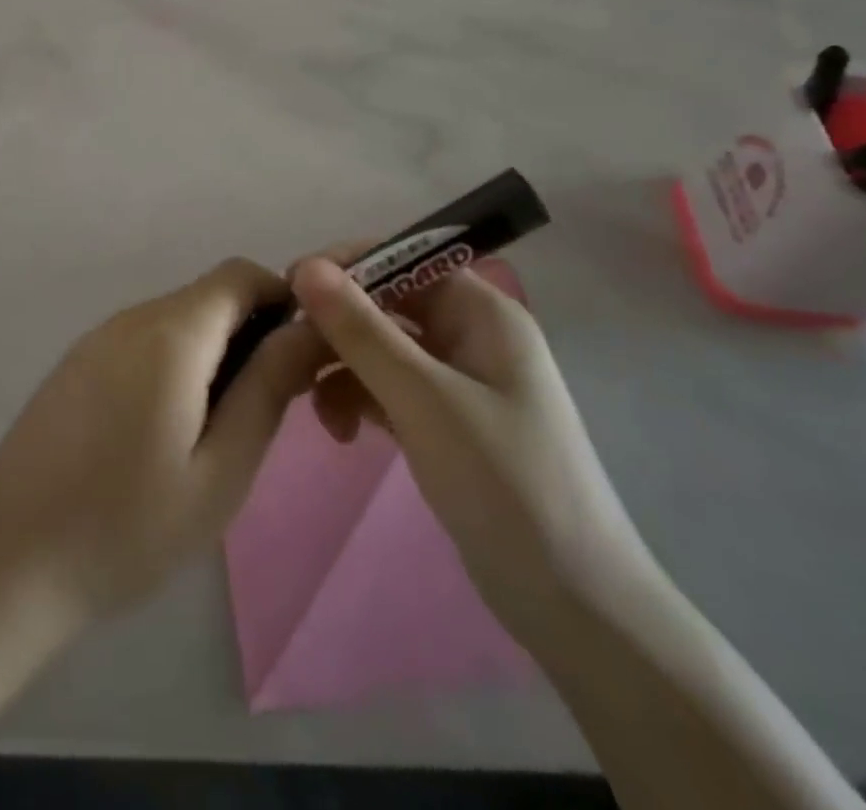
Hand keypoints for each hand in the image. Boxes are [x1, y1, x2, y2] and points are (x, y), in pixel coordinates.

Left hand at [0, 258, 325, 624]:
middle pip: (209, 297)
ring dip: (212, 354)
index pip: (241, 275)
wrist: (6, 560)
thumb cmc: (127, 526)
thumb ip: (268, 389)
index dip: (282, 301)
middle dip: (250, 335)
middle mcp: (131, 318)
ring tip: (216, 433)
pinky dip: (174, 365)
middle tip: (264, 411)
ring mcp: (96, 338)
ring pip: (177, 321)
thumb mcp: (220, 470)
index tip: (299, 360)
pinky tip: (164, 433)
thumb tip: (308, 330)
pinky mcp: (75, 364)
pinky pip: (142, 342)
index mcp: (171, 332)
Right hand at [293, 256, 651, 638]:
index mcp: (481, 311)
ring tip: (314, 407)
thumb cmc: (505, 484)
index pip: (403, 258)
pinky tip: (342, 433)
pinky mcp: (445, 421)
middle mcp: (470, 334)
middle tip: (291, 357)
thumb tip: (305, 266)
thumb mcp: (424, 399)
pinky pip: (388, 388)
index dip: (347, 265)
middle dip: (338, 326)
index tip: (291, 288)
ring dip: (343, 368)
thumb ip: (361, 330)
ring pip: (382, 348)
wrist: (574, 606)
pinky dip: (360, 400)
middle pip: (387, 304)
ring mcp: (458, 380)